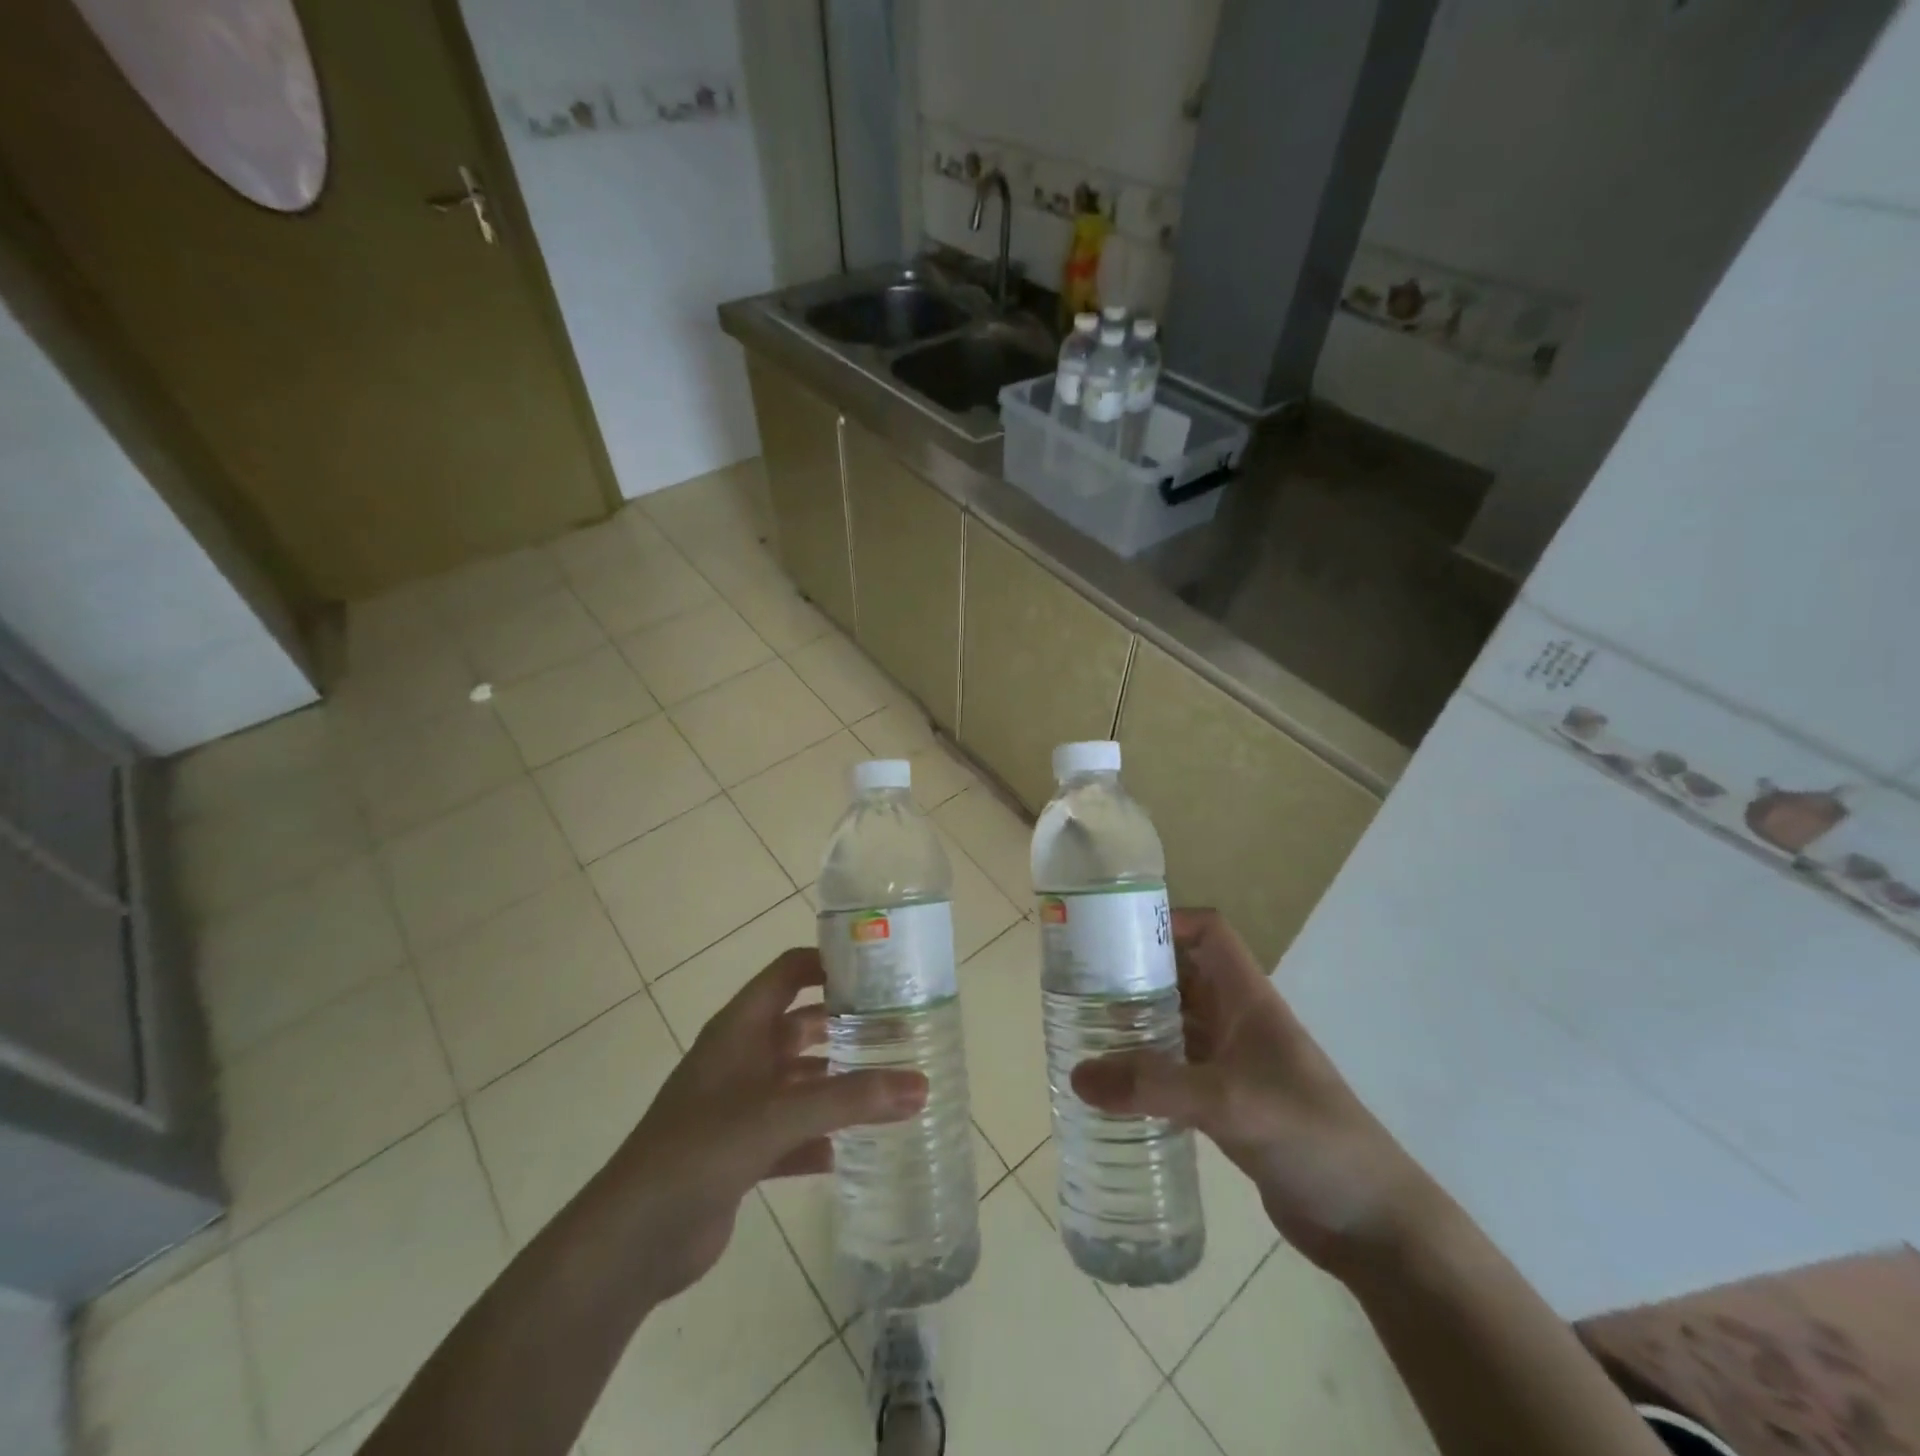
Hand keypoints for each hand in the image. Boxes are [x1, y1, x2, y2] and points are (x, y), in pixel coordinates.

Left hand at [604, 948, 925, 1301]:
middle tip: (900, 1031)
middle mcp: (741, 1058)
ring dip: (838, 1085)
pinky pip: (793, 1134)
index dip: (829, 963)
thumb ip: (850, 1099)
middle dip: (846, 1027)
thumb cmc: (701, 1150)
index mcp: (740, 1028)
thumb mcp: (778, 1115)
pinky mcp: (741, 1152)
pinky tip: (853, 1150)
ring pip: (801, 1082)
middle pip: (802, 1026)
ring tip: (891, 1087)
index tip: (880, 970)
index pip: (789, 972)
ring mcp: (740, 1106)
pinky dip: (821, 1138)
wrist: (632, 1240)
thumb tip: (921, 1085)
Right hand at [1071, 908, 1435, 1271]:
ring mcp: (1234, 1064)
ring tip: (1084, 1028)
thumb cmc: (1310, 1137)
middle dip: (1137, 972)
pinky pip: (1177, 1069)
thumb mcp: (1229, 1102)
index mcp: (1248, 999)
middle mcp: (1239, 1021)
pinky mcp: (1228, 1104)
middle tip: (1081, 983)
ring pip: (1177, 1023)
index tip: (1116, 933)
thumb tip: (1077, 1075)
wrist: (1371, 1223)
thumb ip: (1153, 1086)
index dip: (1169, 921)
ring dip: (1137, 1022)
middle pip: (1183, 975)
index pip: (1209, 933)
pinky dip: (1146, 1069)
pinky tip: (1113, 1085)